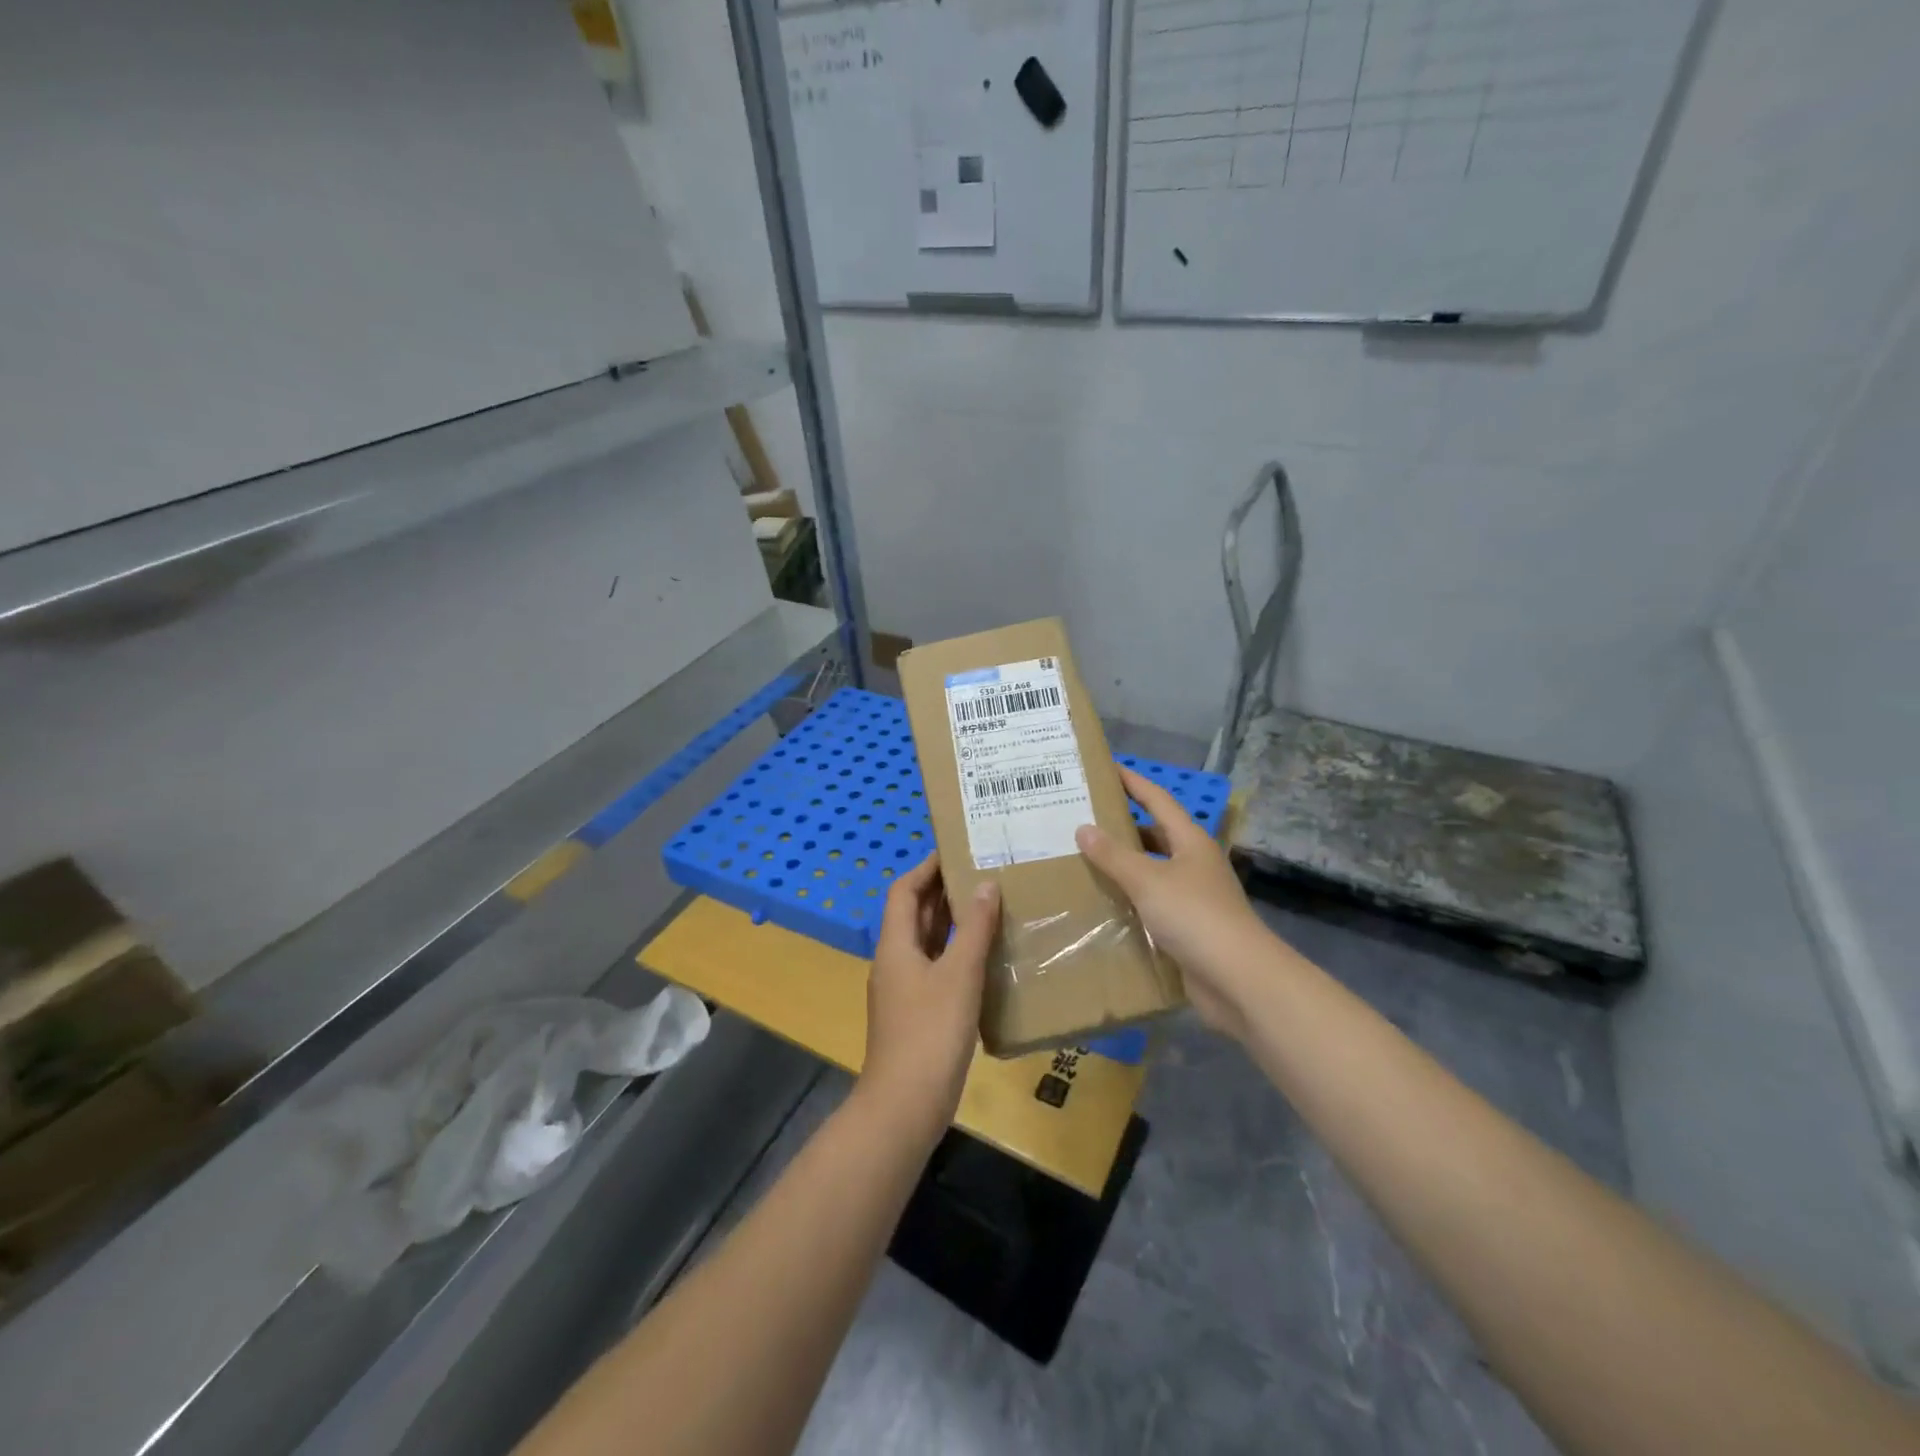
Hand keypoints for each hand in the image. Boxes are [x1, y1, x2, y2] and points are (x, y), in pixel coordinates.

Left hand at [860, 853, 999, 1140]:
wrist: (906, 1105)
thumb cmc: (931, 1032)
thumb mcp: (959, 975)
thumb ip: (974, 928)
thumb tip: (986, 884)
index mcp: (896, 945)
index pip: (903, 891)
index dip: (926, 868)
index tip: (956, 850)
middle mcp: (894, 961)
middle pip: (914, 914)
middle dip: (943, 891)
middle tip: (982, 872)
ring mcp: (904, 990)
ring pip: (927, 942)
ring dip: (952, 922)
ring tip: (990, 905)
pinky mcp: (918, 1013)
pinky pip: (936, 968)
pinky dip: (957, 954)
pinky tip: (986, 957)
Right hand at [1076, 765, 1277, 1039]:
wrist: (1238, 980)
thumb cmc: (1195, 917)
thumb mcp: (1148, 881)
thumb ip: (1114, 855)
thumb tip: (1083, 828)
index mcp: (1190, 842)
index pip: (1158, 800)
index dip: (1133, 782)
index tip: (1106, 768)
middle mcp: (1192, 863)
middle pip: (1154, 835)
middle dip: (1121, 825)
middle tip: (1081, 817)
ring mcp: (1191, 897)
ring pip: (1150, 871)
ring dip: (1122, 865)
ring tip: (1081, 857)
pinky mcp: (1185, 928)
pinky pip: (1150, 904)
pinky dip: (1127, 899)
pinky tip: (1100, 901)